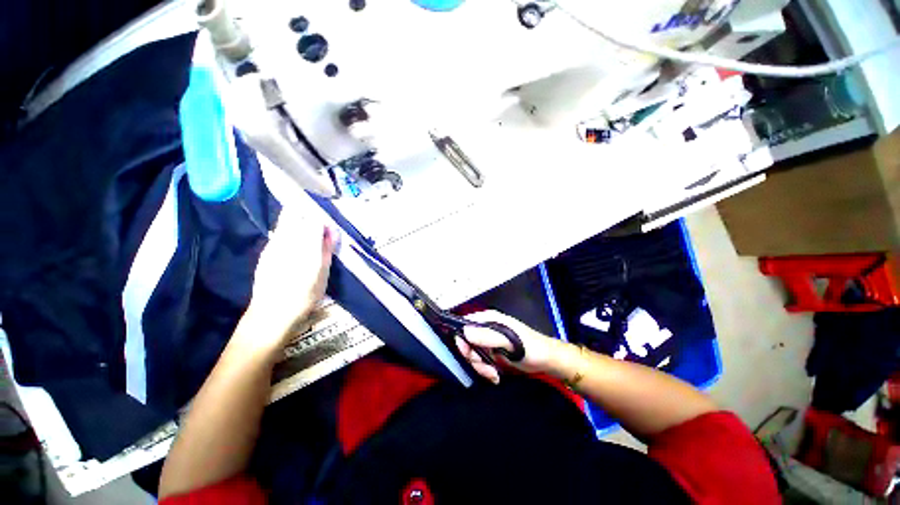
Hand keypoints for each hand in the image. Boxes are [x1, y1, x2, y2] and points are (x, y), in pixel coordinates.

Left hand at [239, 206, 337, 350]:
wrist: (272, 314)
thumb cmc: (304, 295)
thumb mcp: (323, 273)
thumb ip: (327, 249)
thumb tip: (331, 231)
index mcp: (305, 245)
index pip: (313, 218)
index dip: (323, 220)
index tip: (330, 230)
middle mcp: (286, 240)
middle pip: (294, 213)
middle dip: (308, 215)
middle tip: (319, 230)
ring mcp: (273, 244)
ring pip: (285, 222)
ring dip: (298, 223)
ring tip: (309, 239)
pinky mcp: (266, 252)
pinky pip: (279, 233)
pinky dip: (290, 233)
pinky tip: (296, 249)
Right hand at [456, 310, 562, 383]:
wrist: (546, 360)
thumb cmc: (530, 347)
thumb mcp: (508, 341)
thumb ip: (487, 336)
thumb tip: (465, 331)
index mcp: (489, 319)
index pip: (466, 323)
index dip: (462, 337)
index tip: (467, 352)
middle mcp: (487, 328)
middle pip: (467, 341)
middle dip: (474, 357)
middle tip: (486, 366)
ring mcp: (489, 342)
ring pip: (473, 354)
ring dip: (481, 367)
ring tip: (494, 374)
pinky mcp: (493, 353)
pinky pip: (481, 362)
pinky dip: (486, 371)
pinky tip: (496, 376)